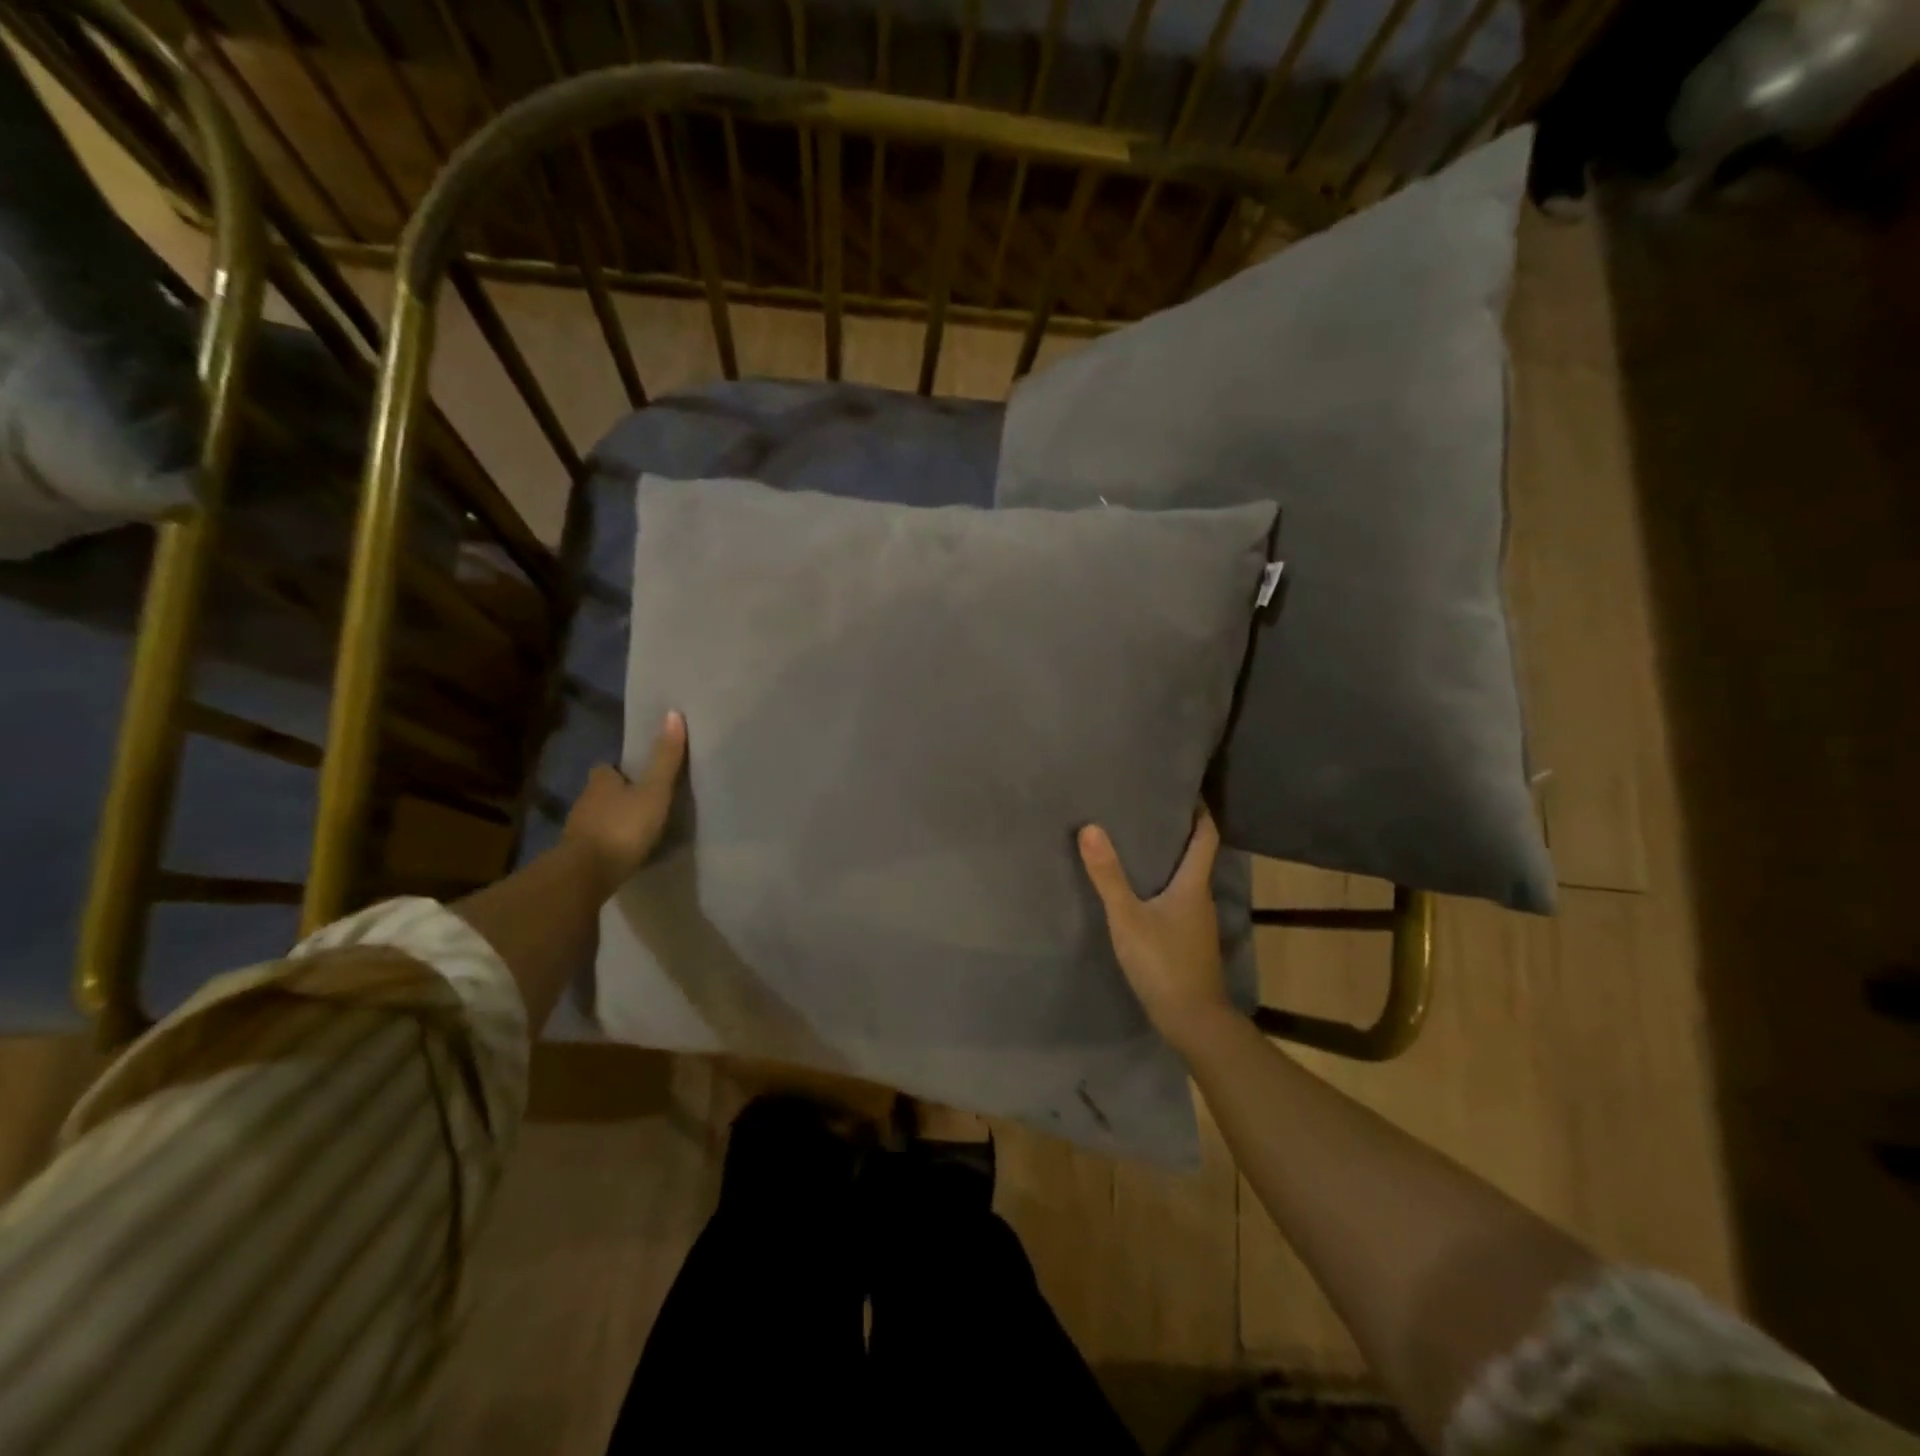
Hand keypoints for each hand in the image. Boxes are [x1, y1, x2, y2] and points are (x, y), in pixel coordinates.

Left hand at [563, 711, 686, 896]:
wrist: (586, 874)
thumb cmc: (623, 827)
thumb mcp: (653, 791)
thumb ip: (665, 758)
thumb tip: (673, 713)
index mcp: (601, 781)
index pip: (607, 768)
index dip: (620, 770)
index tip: (637, 775)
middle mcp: (584, 801)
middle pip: (601, 792)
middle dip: (617, 795)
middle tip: (642, 801)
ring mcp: (577, 830)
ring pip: (596, 818)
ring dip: (612, 820)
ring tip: (636, 828)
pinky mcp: (577, 856)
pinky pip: (595, 843)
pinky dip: (607, 843)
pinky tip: (623, 851)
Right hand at [1079, 806, 1232, 1053]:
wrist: (1193, 1022)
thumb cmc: (1164, 963)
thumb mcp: (1128, 918)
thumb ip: (1108, 875)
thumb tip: (1090, 827)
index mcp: (1193, 884)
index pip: (1206, 836)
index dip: (1200, 811)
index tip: (1186, 788)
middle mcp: (1200, 898)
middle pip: (1196, 855)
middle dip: (1177, 831)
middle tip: (1147, 808)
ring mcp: (1196, 922)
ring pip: (1184, 879)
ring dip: (1167, 859)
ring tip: (1136, 842)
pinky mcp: (1187, 941)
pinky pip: (1176, 900)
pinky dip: (1161, 885)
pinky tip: (1138, 889)